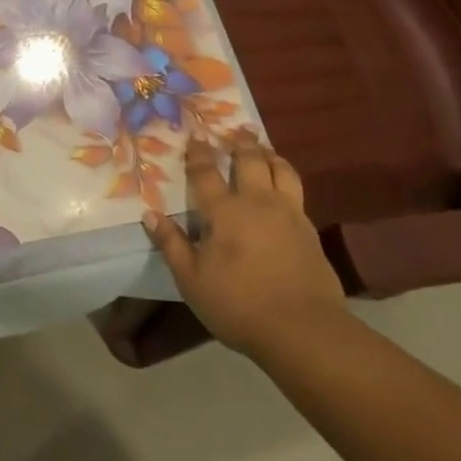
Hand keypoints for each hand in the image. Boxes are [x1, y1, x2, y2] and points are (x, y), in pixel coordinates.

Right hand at [142, 130, 346, 362]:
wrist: (303, 329)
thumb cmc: (238, 304)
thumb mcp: (191, 279)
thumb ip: (172, 243)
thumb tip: (150, 214)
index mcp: (224, 212)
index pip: (206, 173)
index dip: (199, 153)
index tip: (196, 135)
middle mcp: (258, 202)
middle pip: (250, 160)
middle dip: (240, 142)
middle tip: (236, 130)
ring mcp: (289, 214)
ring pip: (282, 170)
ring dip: (270, 154)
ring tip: (263, 149)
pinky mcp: (310, 231)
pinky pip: (297, 192)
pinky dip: (286, 179)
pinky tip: (283, 188)